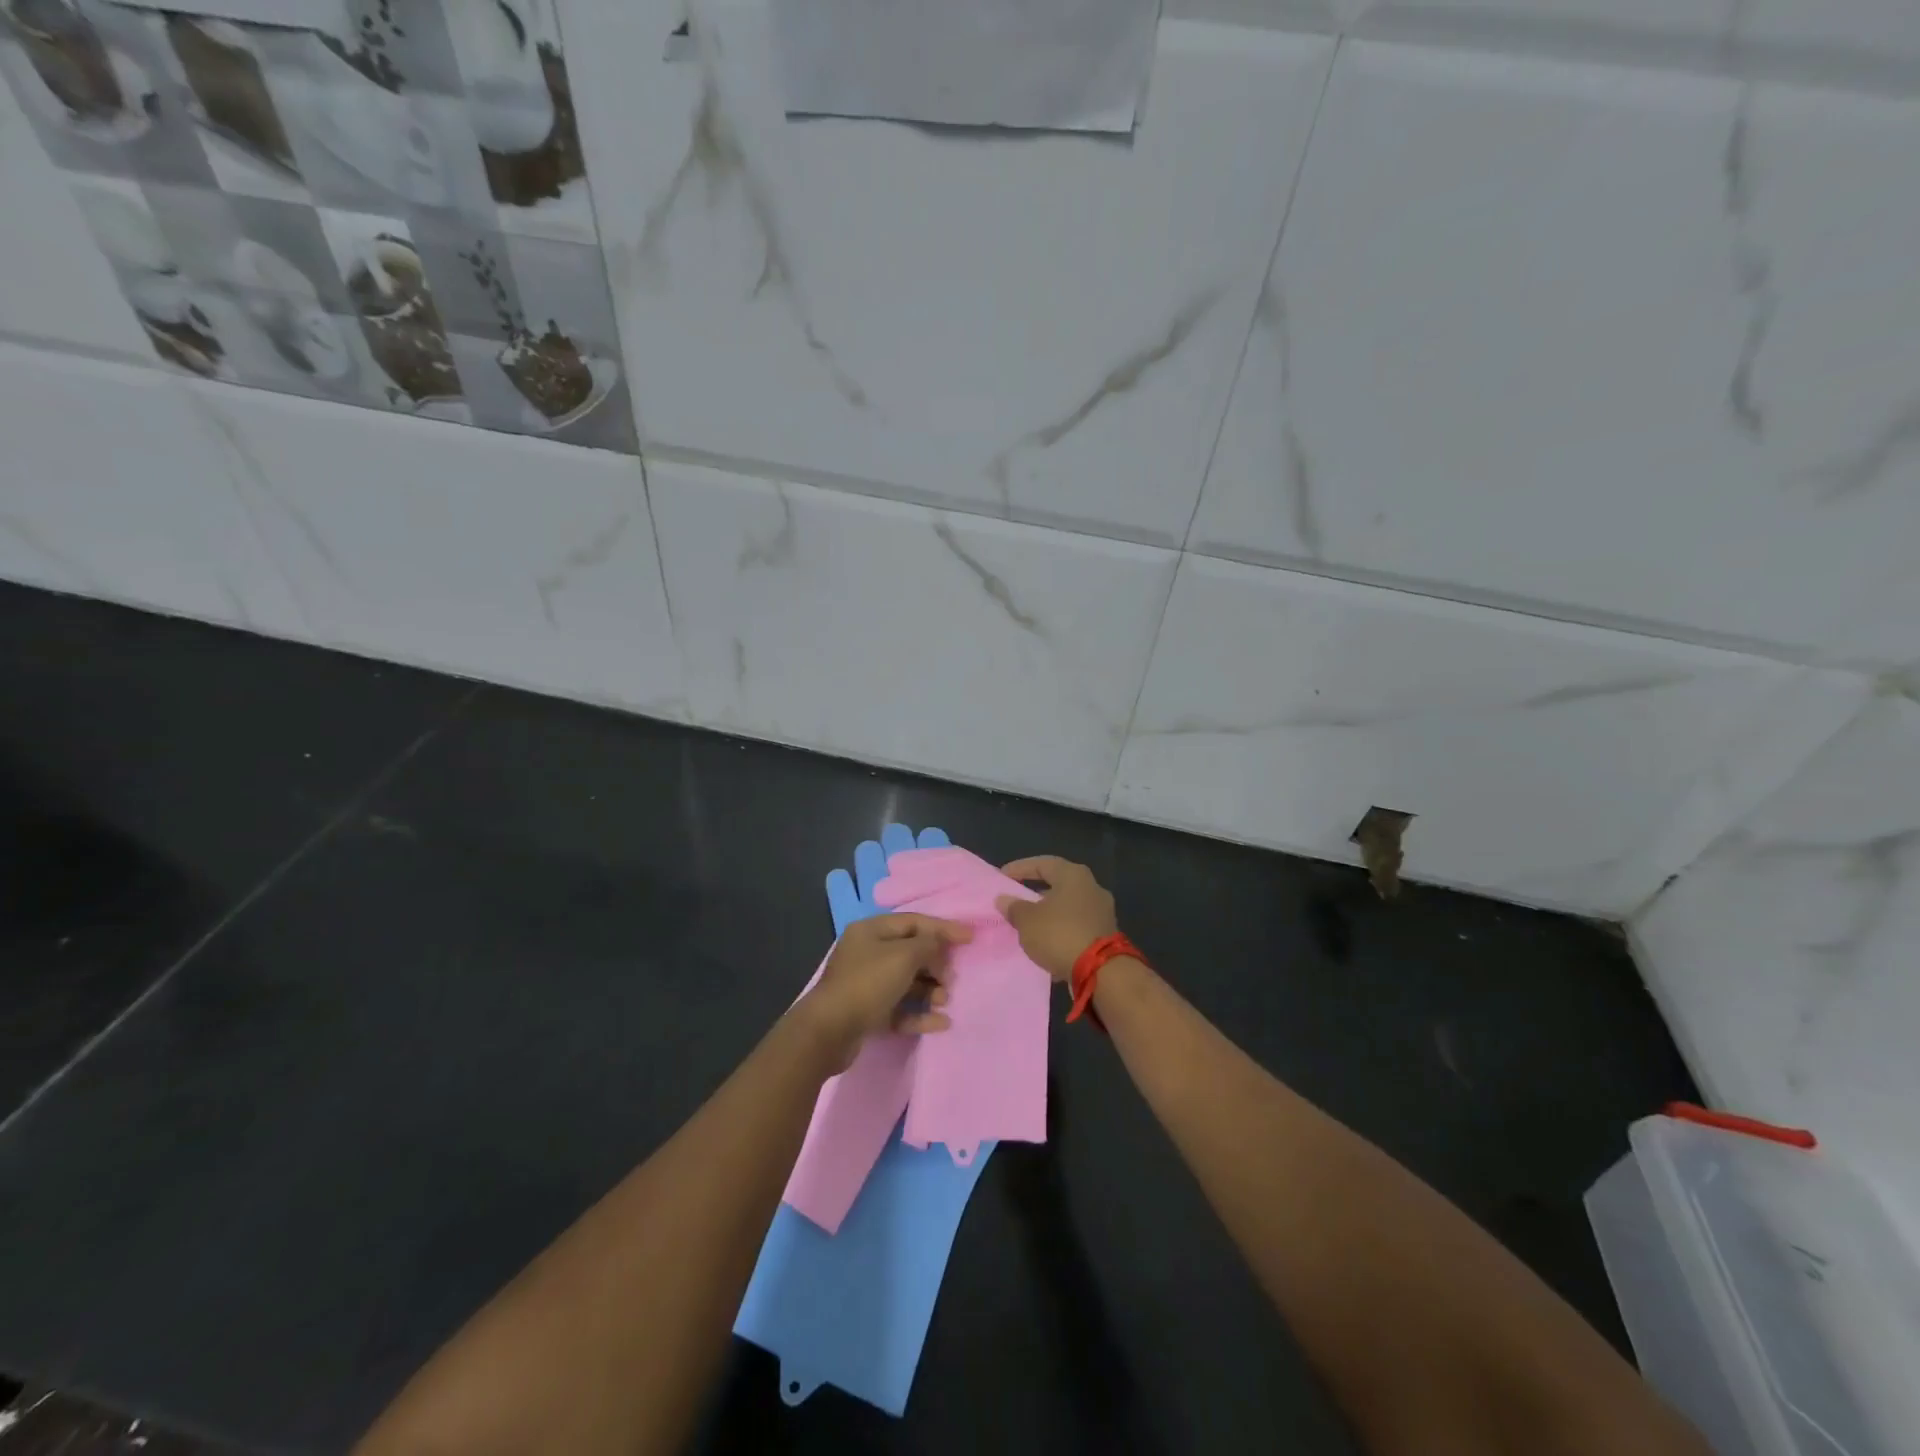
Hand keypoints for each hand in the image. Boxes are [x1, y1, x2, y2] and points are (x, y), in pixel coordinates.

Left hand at [799, 913, 971, 1064]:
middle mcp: (867, 953)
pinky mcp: (867, 1012)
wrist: (829, 1032)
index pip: (914, 922)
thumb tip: (939, 943)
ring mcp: (866, 984)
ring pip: (907, 982)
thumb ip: (928, 945)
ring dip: (930, 990)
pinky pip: (900, 1008)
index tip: (970, 938)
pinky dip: (919, 1013)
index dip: (943, 929)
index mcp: (871, 931)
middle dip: (935, 965)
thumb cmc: (868, 983)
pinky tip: (940, 1023)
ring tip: (945, 1000)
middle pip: (911, 952)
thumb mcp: (904, 957)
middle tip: (951, 979)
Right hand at [996, 857, 1117, 982]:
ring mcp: (1102, 912)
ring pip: (1068, 907)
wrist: (1101, 971)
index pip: (1042, 863)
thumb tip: (1004, 899)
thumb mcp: (1027, 921)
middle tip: (1016, 900)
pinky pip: (1076, 927)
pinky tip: (1046, 945)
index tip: (1001, 877)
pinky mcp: (1106, 935)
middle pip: (1058, 884)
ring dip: (1048, 915)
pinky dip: (1060, 932)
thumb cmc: (1060, 934)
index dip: (1019, 868)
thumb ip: (1014, 907)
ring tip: (1028, 925)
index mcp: (1073, 875)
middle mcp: (1091, 887)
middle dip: (1035, 893)